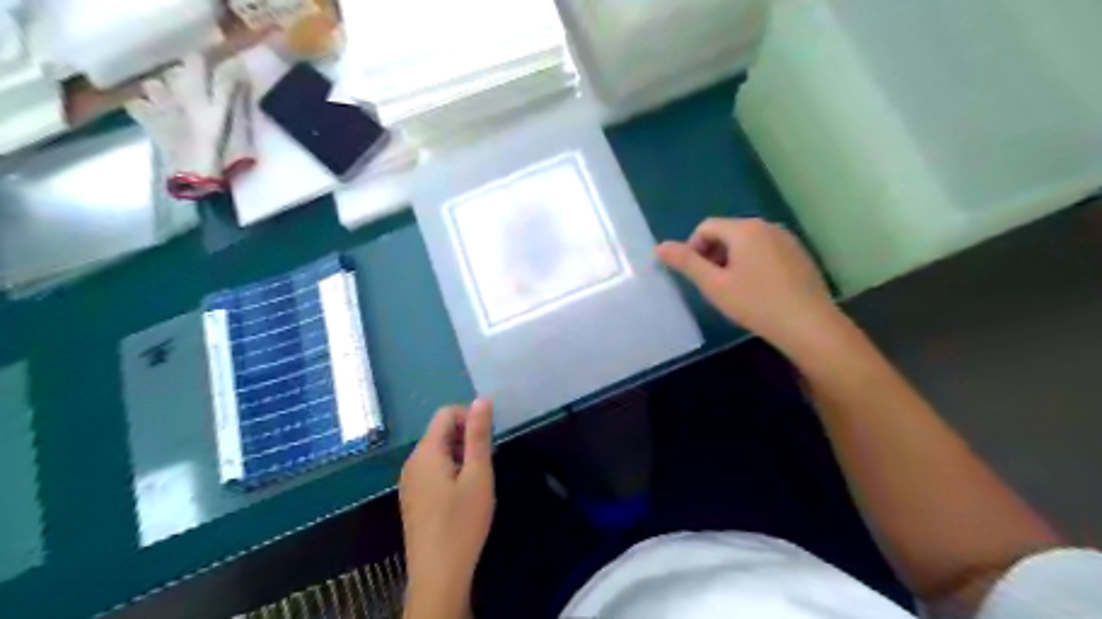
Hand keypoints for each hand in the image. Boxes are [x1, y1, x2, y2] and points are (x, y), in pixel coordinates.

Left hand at [400, 398, 494, 615]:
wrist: (438, 575)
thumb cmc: (462, 522)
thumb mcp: (478, 475)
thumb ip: (479, 435)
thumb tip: (481, 399)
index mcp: (425, 452)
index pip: (445, 413)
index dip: (470, 418)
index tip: (488, 440)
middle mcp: (412, 462)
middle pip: (440, 431)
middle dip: (466, 437)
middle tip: (487, 462)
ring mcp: (410, 481)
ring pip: (438, 451)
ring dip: (461, 455)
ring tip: (478, 480)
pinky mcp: (413, 498)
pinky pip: (432, 469)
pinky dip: (451, 470)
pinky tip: (464, 494)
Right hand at [658, 219, 841, 353]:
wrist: (808, 325)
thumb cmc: (755, 303)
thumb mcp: (714, 285)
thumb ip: (686, 263)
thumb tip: (659, 246)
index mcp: (744, 229)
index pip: (706, 227)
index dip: (693, 249)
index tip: (695, 276)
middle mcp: (767, 226)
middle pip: (727, 232)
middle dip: (713, 254)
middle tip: (713, 285)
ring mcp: (787, 239)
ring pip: (747, 243)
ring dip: (732, 260)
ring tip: (734, 290)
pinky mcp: (799, 255)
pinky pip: (766, 251)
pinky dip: (754, 264)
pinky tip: (759, 291)